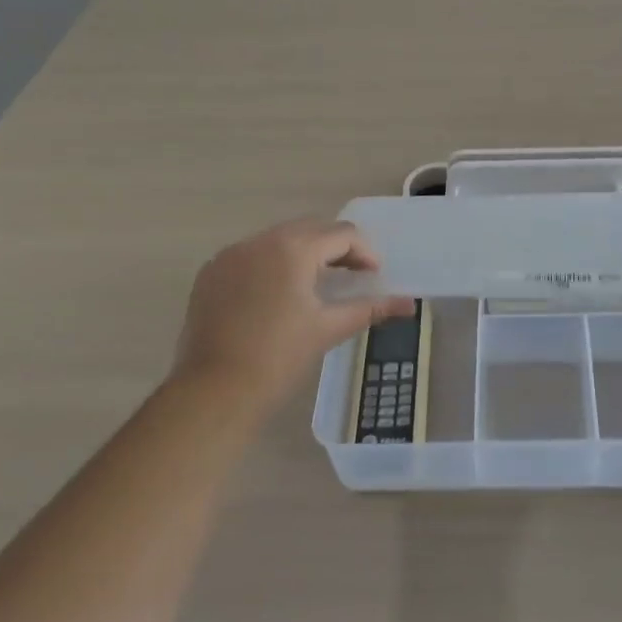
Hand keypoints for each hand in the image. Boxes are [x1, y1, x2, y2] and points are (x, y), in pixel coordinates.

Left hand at [176, 218, 413, 412]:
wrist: (212, 392)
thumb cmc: (278, 357)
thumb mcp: (329, 329)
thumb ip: (370, 308)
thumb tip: (410, 304)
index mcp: (293, 248)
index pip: (341, 234)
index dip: (364, 252)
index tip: (374, 275)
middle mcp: (260, 240)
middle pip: (310, 229)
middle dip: (335, 248)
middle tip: (352, 276)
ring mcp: (231, 254)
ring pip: (278, 239)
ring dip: (303, 253)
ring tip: (316, 284)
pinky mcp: (211, 273)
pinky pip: (251, 255)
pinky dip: (271, 264)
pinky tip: (277, 295)